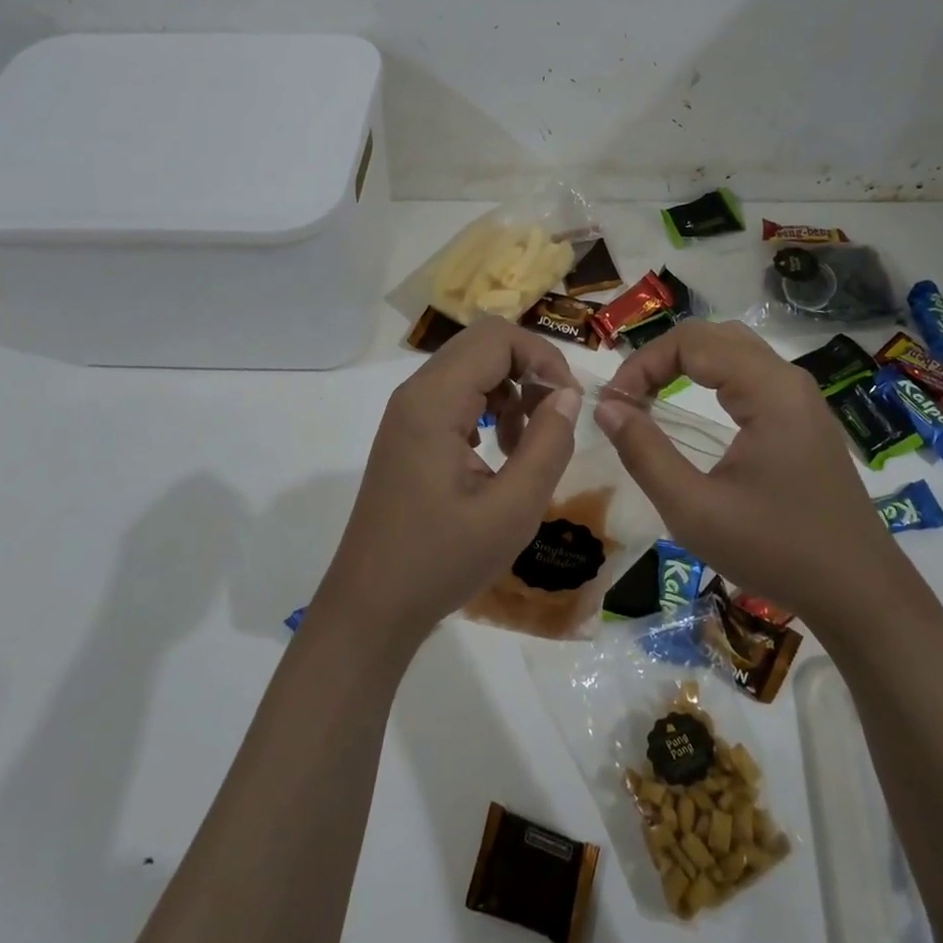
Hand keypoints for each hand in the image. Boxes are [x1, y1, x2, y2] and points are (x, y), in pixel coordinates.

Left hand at [310, 316, 581, 650]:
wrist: (372, 605)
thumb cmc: (441, 560)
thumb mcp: (512, 510)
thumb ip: (548, 444)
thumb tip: (568, 395)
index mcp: (434, 401)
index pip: (498, 338)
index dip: (543, 359)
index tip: (569, 405)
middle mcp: (416, 393)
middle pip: (484, 344)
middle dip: (530, 370)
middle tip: (554, 419)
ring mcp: (408, 411)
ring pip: (472, 367)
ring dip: (511, 391)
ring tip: (525, 446)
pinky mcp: (409, 431)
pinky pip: (457, 394)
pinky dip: (489, 408)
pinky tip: (499, 453)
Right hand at [597, 320, 890, 620]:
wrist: (859, 593)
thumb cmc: (775, 551)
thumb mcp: (694, 510)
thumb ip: (644, 453)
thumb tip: (606, 407)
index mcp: (769, 391)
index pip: (691, 343)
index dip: (642, 364)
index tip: (614, 405)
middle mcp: (789, 379)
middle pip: (712, 336)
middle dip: (661, 358)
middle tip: (628, 400)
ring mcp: (802, 396)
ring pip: (733, 349)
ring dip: (686, 362)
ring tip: (652, 396)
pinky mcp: (805, 416)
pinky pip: (751, 371)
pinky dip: (711, 375)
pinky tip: (693, 406)